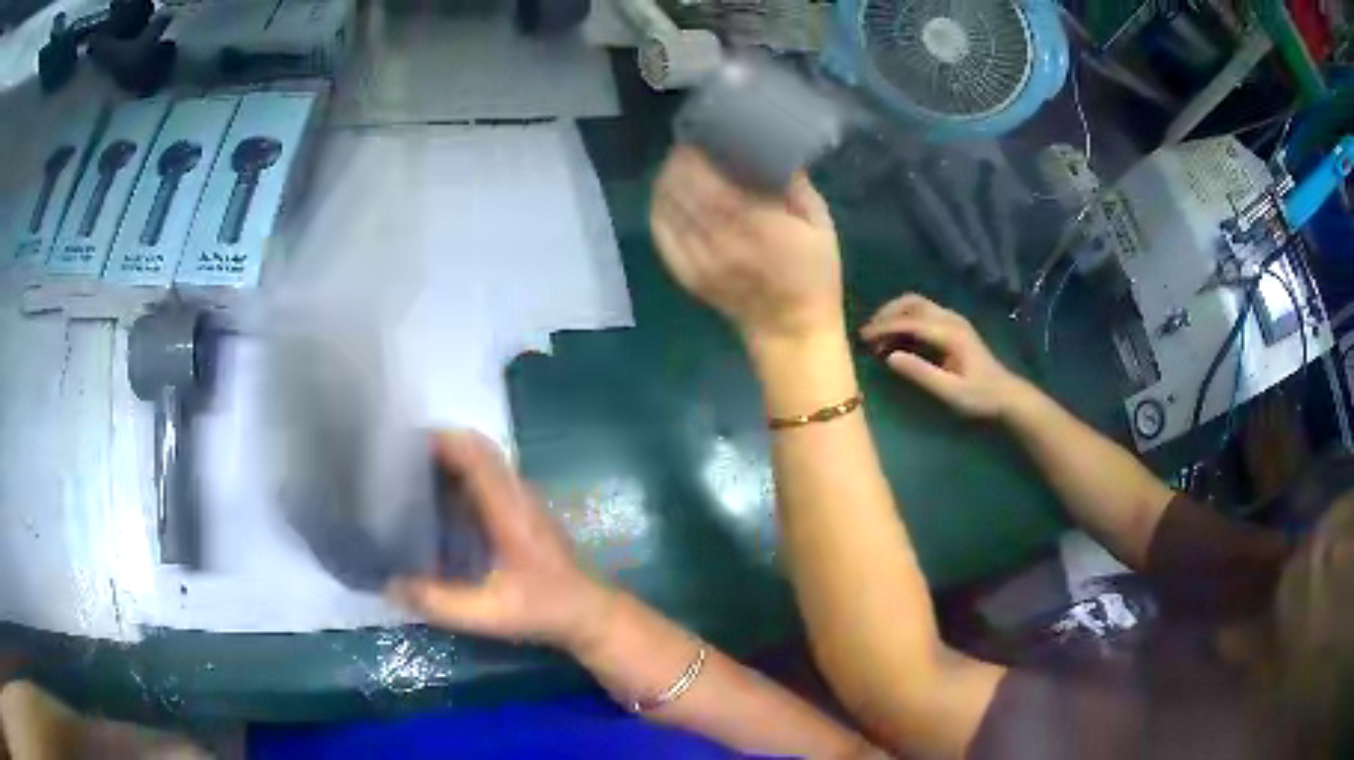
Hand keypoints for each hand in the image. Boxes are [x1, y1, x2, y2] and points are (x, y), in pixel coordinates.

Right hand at [389, 432, 613, 652]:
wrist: (591, 614)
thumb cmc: (545, 609)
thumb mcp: (490, 612)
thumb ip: (440, 602)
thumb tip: (390, 586)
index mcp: (509, 507)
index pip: (474, 452)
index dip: (439, 439)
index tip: (401, 443)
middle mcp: (518, 494)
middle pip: (477, 450)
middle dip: (438, 447)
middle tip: (398, 460)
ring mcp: (524, 502)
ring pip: (484, 464)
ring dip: (451, 461)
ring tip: (410, 476)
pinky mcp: (525, 514)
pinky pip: (490, 481)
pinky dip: (462, 479)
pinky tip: (438, 505)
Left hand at [650, 146, 842, 346]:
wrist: (791, 330)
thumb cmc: (814, 274)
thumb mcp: (819, 222)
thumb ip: (793, 183)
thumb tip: (768, 148)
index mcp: (759, 227)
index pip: (713, 181)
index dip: (697, 156)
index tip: (700, 136)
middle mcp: (722, 242)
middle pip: (683, 190)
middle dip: (679, 162)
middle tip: (688, 146)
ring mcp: (699, 261)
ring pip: (667, 208)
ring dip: (667, 181)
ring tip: (677, 164)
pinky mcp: (686, 274)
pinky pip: (661, 233)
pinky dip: (659, 207)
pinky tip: (667, 193)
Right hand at [860, 294, 1022, 419]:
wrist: (1006, 395)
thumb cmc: (979, 397)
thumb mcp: (950, 392)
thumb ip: (921, 374)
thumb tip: (889, 358)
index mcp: (950, 333)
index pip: (910, 322)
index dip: (884, 327)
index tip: (863, 337)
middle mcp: (950, 319)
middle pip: (911, 303)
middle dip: (886, 314)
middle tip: (868, 333)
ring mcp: (952, 320)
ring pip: (916, 305)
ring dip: (895, 315)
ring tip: (879, 337)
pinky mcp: (952, 326)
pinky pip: (922, 313)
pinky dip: (904, 320)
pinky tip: (896, 339)